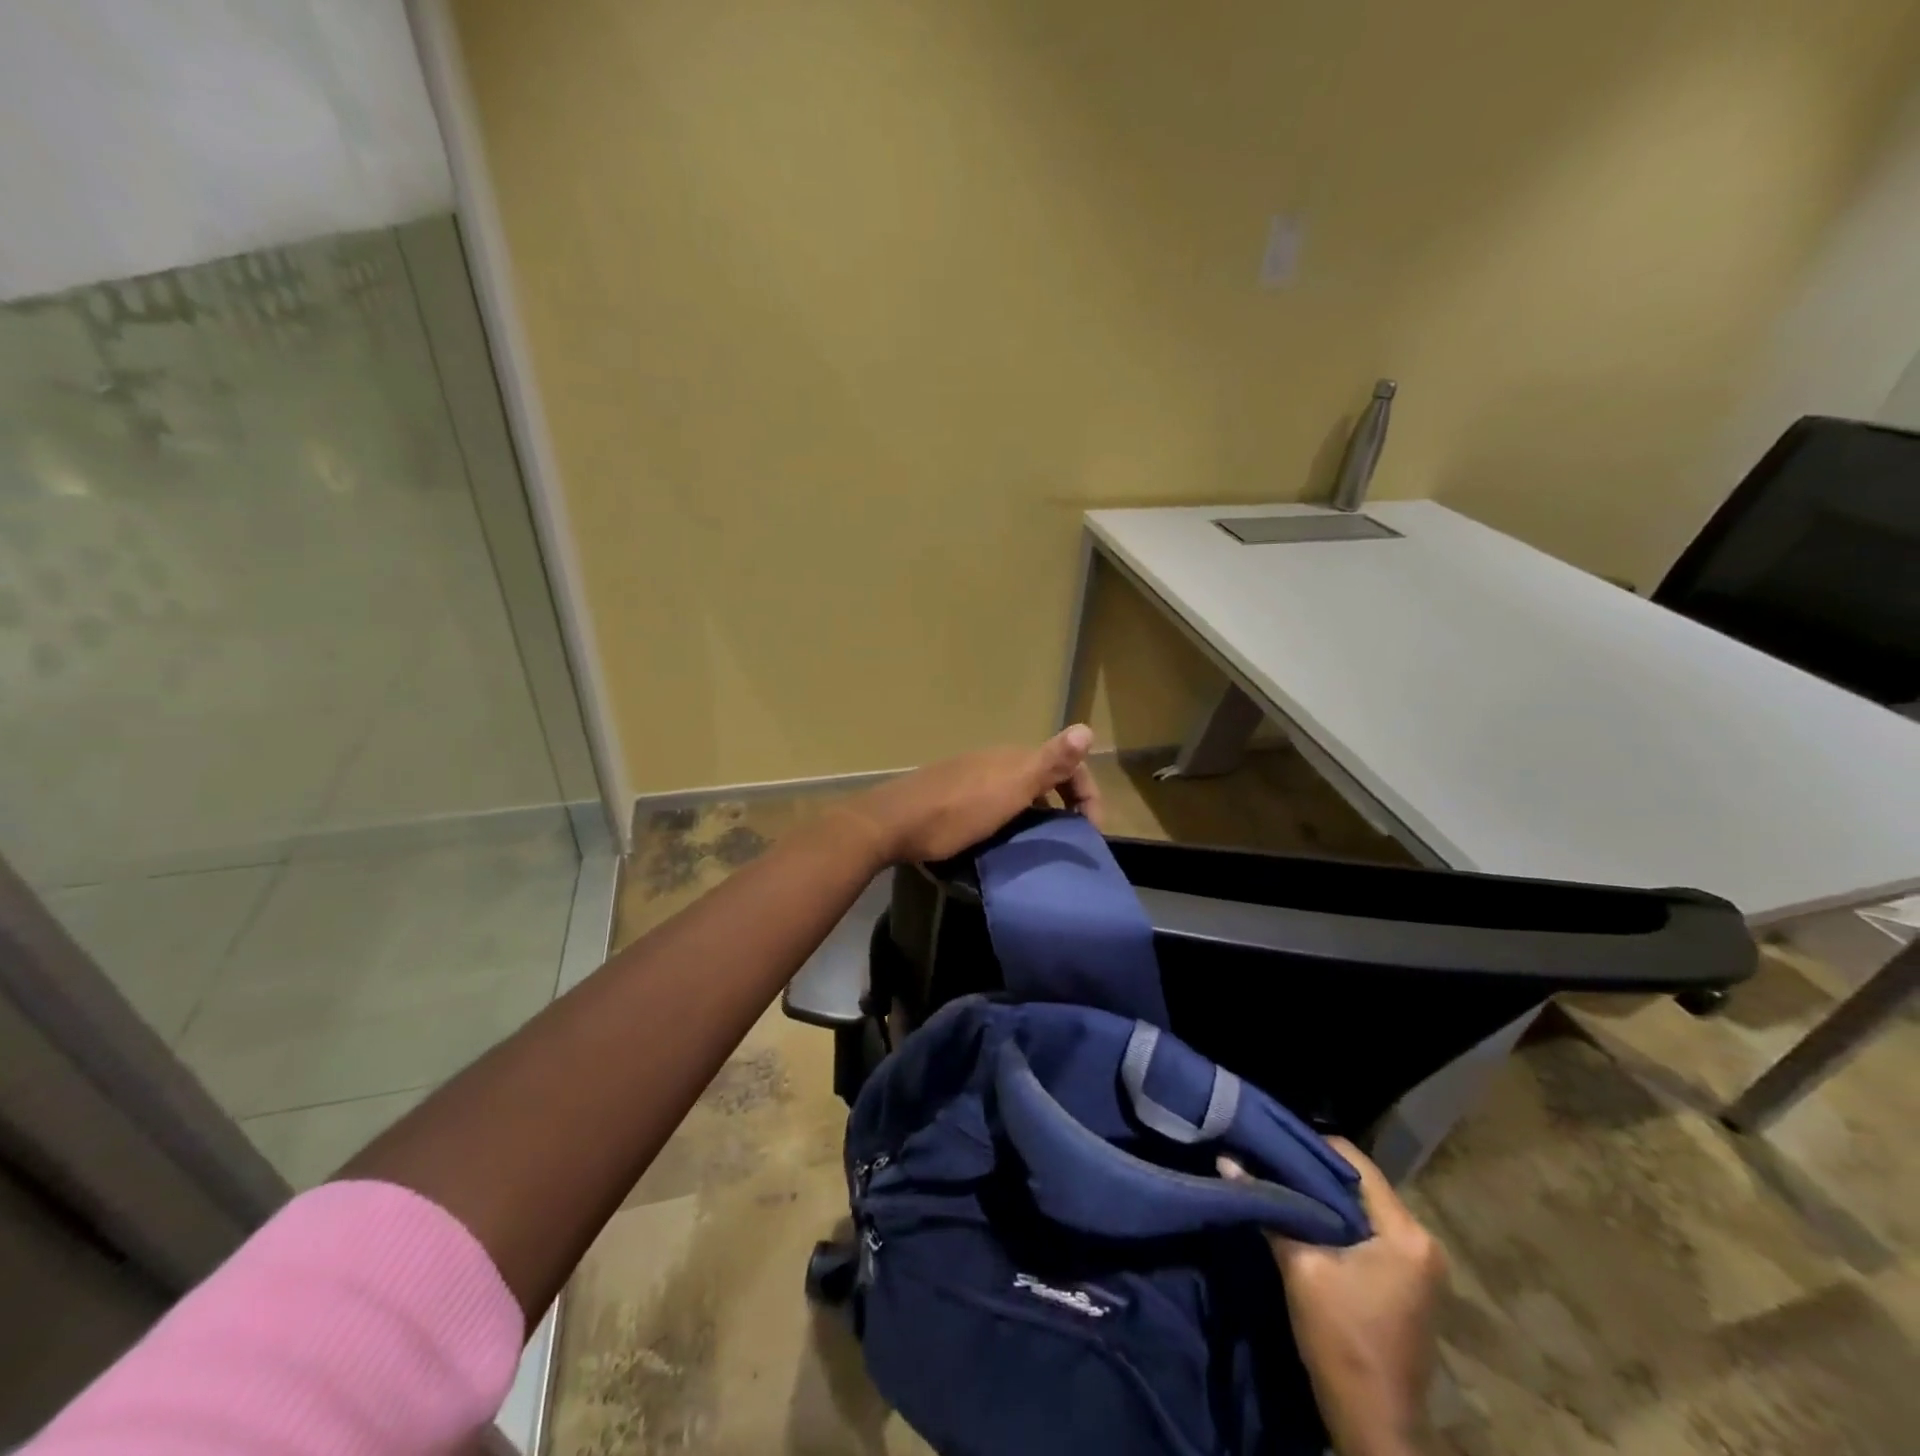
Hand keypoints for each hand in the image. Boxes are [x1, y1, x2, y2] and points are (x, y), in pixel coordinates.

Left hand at [844, 724, 1102, 864]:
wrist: (893, 823)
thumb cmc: (957, 811)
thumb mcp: (1010, 789)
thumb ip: (1048, 762)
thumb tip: (1087, 728)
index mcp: (1013, 758)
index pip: (1065, 765)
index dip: (1087, 794)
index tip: (1090, 833)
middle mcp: (994, 760)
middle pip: (1042, 777)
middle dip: (1063, 805)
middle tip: (1068, 841)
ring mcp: (970, 776)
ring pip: (1018, 791)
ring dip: (1037, 814)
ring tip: (1038, 846)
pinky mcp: (951, 794)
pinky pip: (995, 801)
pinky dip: (1011, 818)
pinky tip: (1002, 840)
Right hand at [1223, 1140, 1444, 1455]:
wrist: (1373, 1425)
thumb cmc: (1340, 1340)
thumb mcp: (1300, 1266)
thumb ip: (1268, 1207)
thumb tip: (1227, 1160)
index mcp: (1406, 1233)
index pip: (1354, 1162)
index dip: (1309, 1146)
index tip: (1271, 1142)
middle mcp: (1422, 1241)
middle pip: (1360, 1184)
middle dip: (1313, 1173)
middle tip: (1270, 1161)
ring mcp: (1421, 1265)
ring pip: (1363, 1208)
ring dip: (1324, 1198)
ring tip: (1281, 1185)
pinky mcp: (1410, 1283)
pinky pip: (1370, 1232)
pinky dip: (1338, 1222)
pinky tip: (1305, 1220)